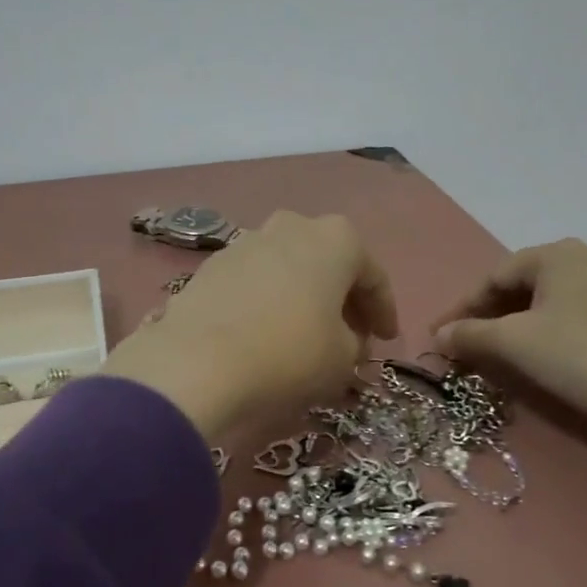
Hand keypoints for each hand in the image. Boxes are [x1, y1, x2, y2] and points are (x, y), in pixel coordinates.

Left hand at [103, 212, 397, 443]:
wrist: (198, 360)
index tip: (387, 341)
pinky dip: (268, 301)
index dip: (385, 311)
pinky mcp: (212, 264)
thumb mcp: (343, 358)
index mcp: (336, 238)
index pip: (374, 276)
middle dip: (343, 297)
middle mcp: (292, 226)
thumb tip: (345, 340)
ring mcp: (247, 241)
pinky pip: (256, 281)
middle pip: (329, 263)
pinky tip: (267, 332)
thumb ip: (355, 343)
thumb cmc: (290, 352)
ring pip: (290, 268)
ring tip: (307, 334)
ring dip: (304, 296)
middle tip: (352, 334)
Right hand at [434, 240, 586, 454]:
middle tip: (467, 345)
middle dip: (489, 315)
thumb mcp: (515, 344)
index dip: (462, 307)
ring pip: (548, 300)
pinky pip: (572, 314)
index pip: (494, 276)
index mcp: (558, 254)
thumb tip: (439, 334)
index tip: (439, 336)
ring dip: (516, 325)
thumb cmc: (581, 358)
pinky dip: (546, 331)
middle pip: (522, 284)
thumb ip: (470, 334)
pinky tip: (541, 355)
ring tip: (498, 353)